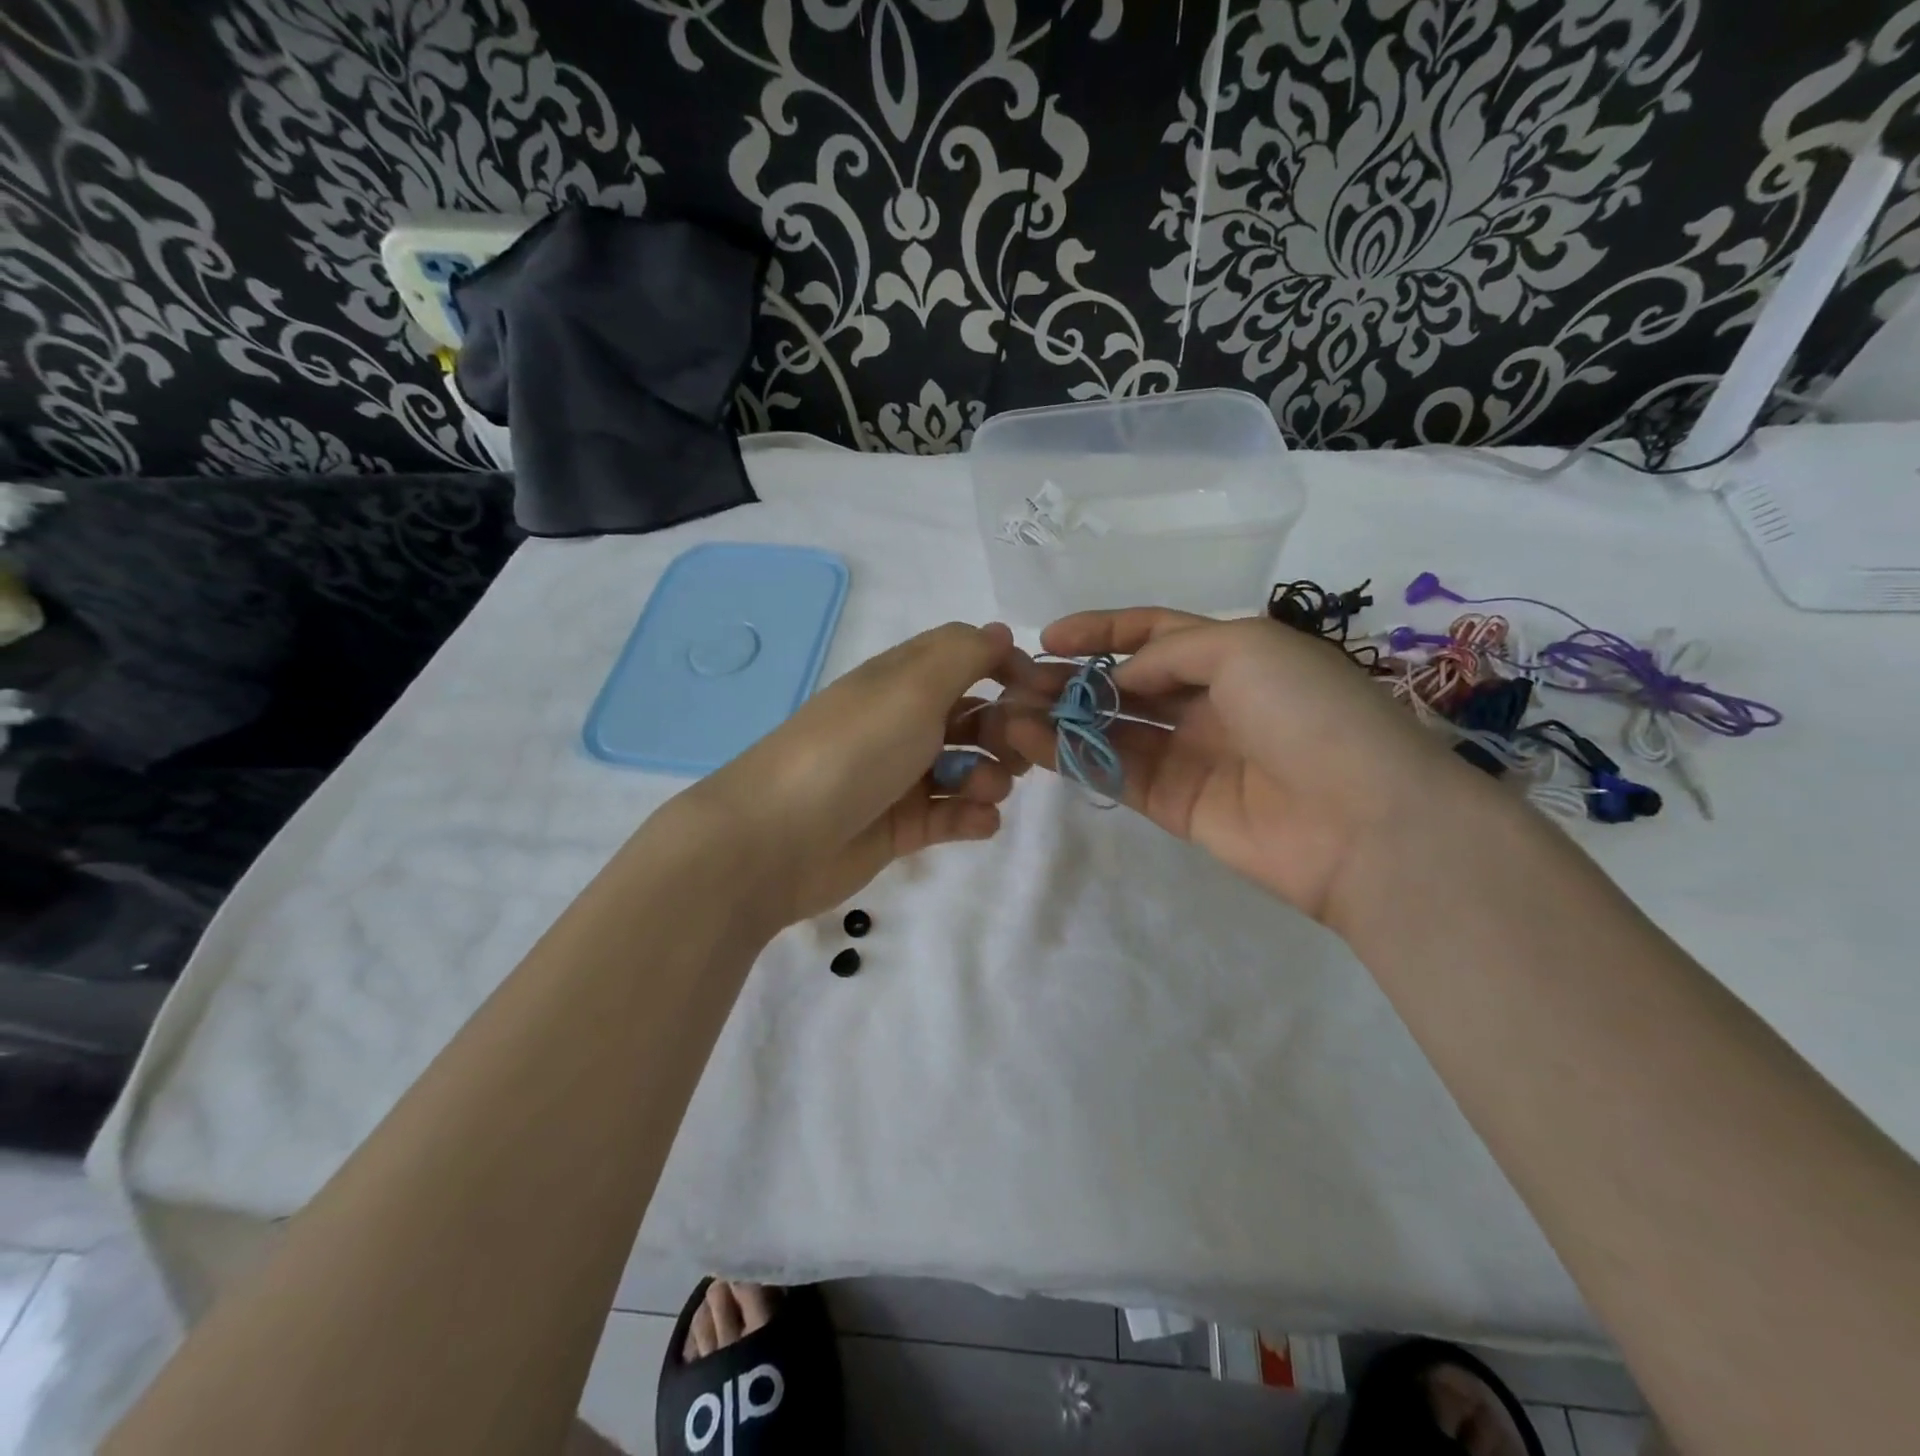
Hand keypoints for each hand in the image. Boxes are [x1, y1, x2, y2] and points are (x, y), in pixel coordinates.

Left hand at [687, 622, 1031, 925]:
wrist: (778, 838)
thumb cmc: (854, 749)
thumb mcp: (913, 686)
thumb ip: (965, 654)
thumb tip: (1001, 633)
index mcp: (902, 680)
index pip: (965, 657)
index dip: (1007, 668)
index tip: (1043, 692)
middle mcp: (903, 723)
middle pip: (973, 715)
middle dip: (1006, 729)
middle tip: (1019, 751)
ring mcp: (902, 777)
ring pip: (967, 768)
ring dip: (991, 776)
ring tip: (986, 791)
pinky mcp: (901, 827)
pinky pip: (952, 816)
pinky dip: (972, 817)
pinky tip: (979, 822)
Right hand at [1000, 609, 1478, 924]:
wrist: (1364, 822)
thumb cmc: (1308, 713)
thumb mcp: (1243, 649)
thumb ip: (1168, 652)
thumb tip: (1118, 679)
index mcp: (1232, 654)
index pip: (1154, 632)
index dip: (1102, 630)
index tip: (1048, 637)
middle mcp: (1208, 702)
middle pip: (1125, 683)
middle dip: (1072, 677)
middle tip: (1015, 679)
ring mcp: (1190, 755)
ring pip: (1113, 729)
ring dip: (1062, 717)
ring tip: (1007, 710)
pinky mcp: (1175, 805)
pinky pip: (1115, 772)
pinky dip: (1073, 756)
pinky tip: (1032, 742)